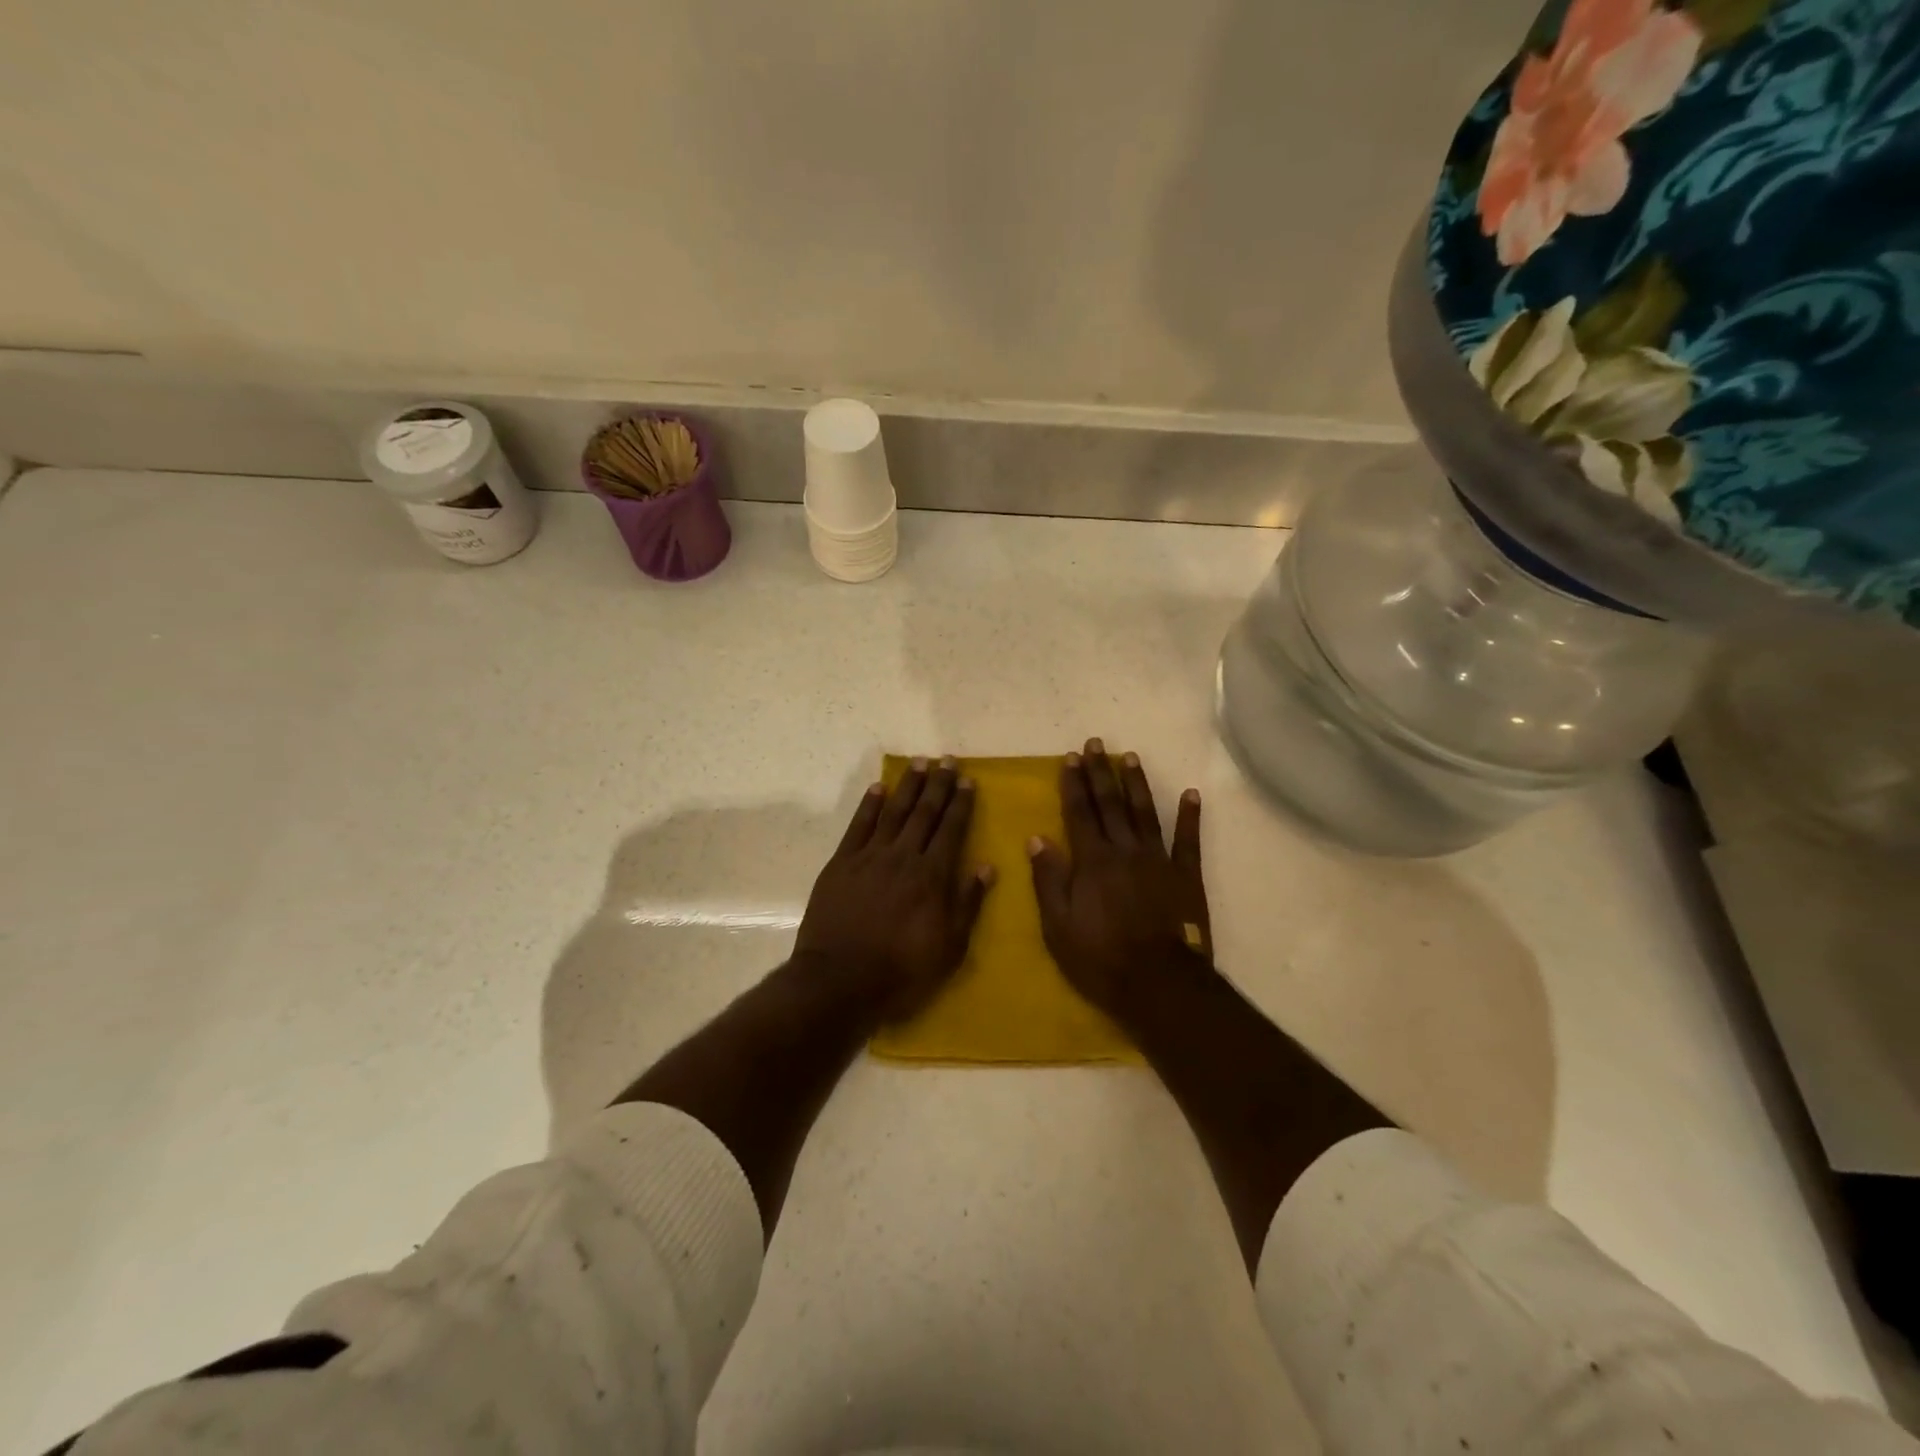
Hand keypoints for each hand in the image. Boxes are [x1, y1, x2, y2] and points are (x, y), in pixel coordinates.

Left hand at [794, 757, 995, 1024]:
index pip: (951, 829)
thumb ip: (968, 904)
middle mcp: (903, 857)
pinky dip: (869, 805)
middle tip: (946, 760)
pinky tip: (878, 788)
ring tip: (918, 763)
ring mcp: (869, 857)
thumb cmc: (901, 971)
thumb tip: (986, 867)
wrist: (839, 980)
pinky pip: (858, 826)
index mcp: (932, 876)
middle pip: (924, 813)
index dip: (960, 803)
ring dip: (907, 786)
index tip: (967, 780)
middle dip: (937, 785)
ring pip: (893, 812)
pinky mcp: (841, 864)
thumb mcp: (949, 948)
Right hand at [1029, 738, 1210, 1018]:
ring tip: (1129, 757)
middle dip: (1100, 772)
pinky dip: (1190, 816)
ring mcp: (1158, 860)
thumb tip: (1037, 838)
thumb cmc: (1100, 958)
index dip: (1073, 784)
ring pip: (1145, 813)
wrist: (1159, 984)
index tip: (1070, 758)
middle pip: (1110, 804)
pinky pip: (1188, 840)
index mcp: (1092, 861)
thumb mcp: (1058, 926)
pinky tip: (1190, 794)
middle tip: (1096, 744)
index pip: (1079, 813)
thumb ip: (1049, 879)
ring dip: (1136, 784)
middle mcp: (1125, 850)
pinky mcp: (1186, 876)